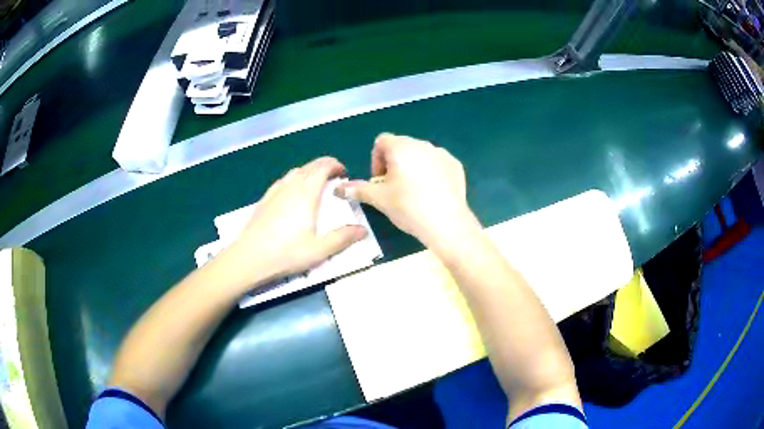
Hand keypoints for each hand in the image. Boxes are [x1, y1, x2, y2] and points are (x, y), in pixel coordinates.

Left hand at [219, 157, 367, 289]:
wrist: (248, 257)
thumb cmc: (286, 253)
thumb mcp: (319, 250)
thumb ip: (343, 238)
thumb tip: (363, 230)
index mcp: (306, 193)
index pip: (323, 167)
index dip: (335, 165)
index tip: (344, 174)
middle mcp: (291, 186)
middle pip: (310, 166)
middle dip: (324, 167)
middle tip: (334, 179)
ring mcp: (275, 191)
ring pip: (295, 172)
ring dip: (309, 172)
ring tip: (316, 185)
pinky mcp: (264, 199)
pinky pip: (283, 181)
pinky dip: (294, 180)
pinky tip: (292, 195)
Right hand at [336, 133, 479, 248]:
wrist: (446, 223)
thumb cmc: (407, 207)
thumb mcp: (379, 199)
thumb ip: (357, 190)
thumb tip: (338, 189)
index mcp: (400, 147)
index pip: (382, 141)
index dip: (376, 160)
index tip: (380, 180)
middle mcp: (422, 144)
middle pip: (401, 146)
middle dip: (394, 163)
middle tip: (394, 188)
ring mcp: (441, 153)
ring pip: (420, 155)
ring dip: (412, 167)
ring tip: (414, 192)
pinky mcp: (455, 165)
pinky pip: (437, 163)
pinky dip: (431, 172)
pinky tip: (432, 193)